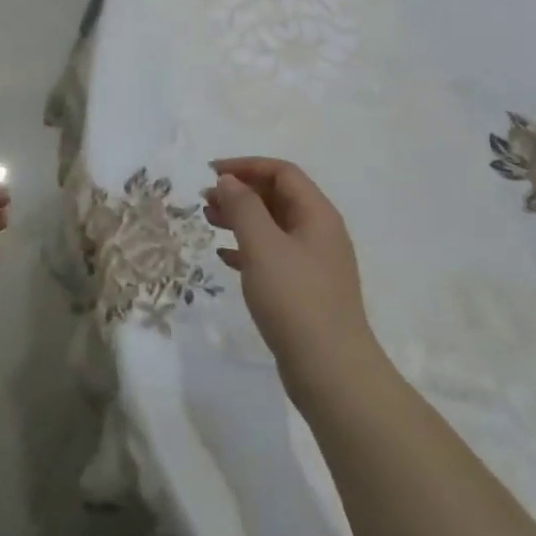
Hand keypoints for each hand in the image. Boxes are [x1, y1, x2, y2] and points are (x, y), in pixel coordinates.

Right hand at [203, 158, 380, 397]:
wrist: (330, 369)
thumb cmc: (295, 299)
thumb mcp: (263, 246)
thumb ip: (243, 207)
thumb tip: (229, 180)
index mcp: (317, 214)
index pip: (282, 173)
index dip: (246, 166)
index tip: (211, 173)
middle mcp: (320, 232)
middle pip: (278, 197)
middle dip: (241, 192)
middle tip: (205, 200)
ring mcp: (314, 263)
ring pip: (274, 226)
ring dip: (242, 219)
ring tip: (209, 222)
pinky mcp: (305, 290)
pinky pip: (274, 256)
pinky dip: (249, 249)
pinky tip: (225, 258)